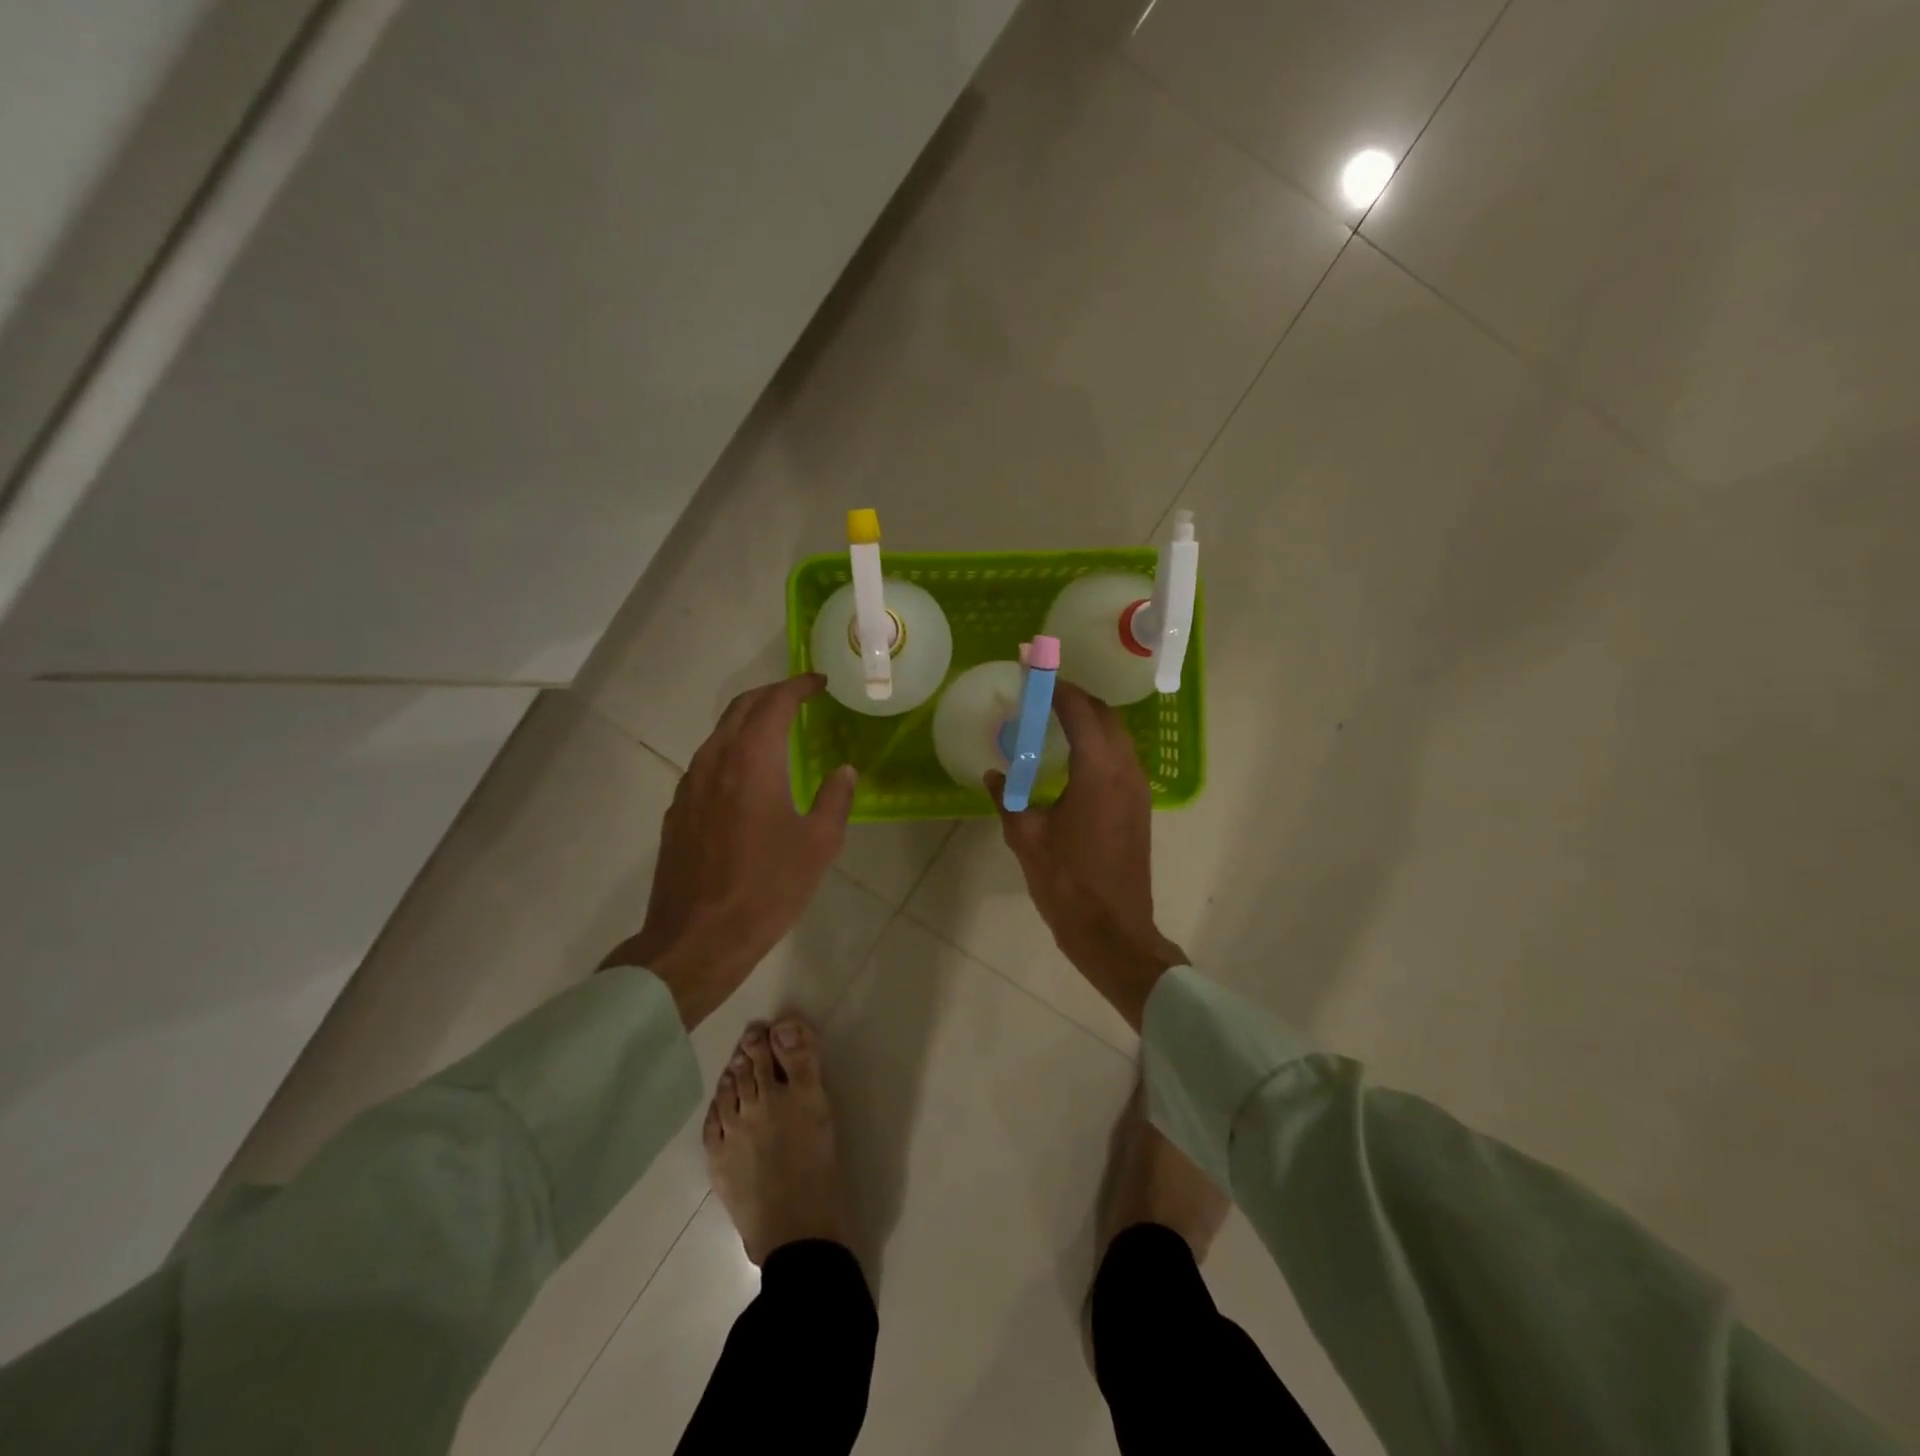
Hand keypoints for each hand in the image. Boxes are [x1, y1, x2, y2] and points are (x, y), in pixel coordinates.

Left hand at [602, 674, 855, 1027]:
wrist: (697, 939)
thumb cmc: (766, 890)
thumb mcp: (818, 845)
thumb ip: (835, 799)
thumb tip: (844, 771)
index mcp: (752, 761)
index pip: (774, 703)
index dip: (799, 686)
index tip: (819, 682)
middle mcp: (715, 760)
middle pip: (741, 708)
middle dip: (772, 694)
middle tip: (800, 697)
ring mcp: (690, 785)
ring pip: (720, 733)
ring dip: (749, 721)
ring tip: (777, 730)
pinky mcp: (678, 810)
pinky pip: (707, 761)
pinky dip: (732, 749)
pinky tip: (748, 774)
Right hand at [987, 681, 1186, 1029]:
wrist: (1113, 930)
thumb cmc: (1067, 883)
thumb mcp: (1026, 838)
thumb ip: (1008, 799)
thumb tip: (993, 775)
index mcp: (1097, 771)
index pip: (1079, 711)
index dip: (1055, 687)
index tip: (1033, 670)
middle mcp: (1125, 770)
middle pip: (1105, 715)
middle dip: (1075, 698)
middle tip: (1040, 693)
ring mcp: (1138, 788)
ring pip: (1118, 735)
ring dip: (1090, 719)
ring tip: (1054, 718)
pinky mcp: (1139, 806)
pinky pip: (1121, 757)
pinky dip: (1099, 742)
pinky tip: (1074, 756)